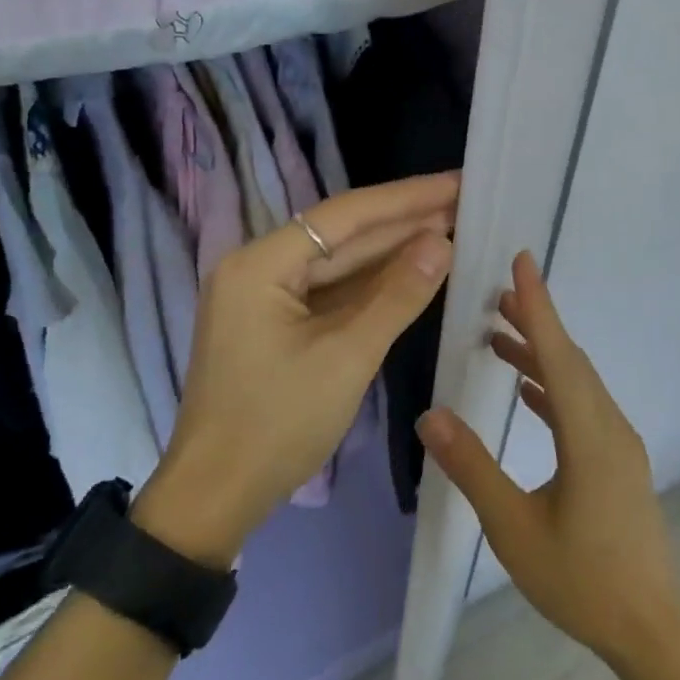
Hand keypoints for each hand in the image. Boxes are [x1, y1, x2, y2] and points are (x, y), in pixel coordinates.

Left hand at [132, 173, 459, 566]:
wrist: (216, 497)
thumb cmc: (277, 424)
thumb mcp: (346, 357)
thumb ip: (397, 295)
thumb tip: (442, 241)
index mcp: (260, 264)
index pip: (344, 216)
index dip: (405, 198)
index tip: (456, 182)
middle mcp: (257, 267)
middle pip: (340, 235)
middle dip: (402, 222)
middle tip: (463, 202)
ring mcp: (263, 297)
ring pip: (336, 264)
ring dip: (390, 252)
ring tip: (449, 227)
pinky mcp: (273, 323)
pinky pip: (328, 293)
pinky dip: (369, 285)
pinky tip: (410, 271)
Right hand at [417, 252, 679, 666]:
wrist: (651, 628)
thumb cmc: (580, 580)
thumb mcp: (514, 528)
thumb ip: (473, 468)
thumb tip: (430, 416)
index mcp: (589, 435)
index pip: (559, 355)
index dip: (538, 305)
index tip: (522, 260)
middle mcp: (610, 427)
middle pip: (570, 360)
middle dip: (535, 322)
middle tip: (495, 295)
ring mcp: (618, 444)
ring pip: (577, 382)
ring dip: (542, 354)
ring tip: (499, 336)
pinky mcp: (617, 461)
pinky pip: (582, 406)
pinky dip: (553, 387)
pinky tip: (527, 390)